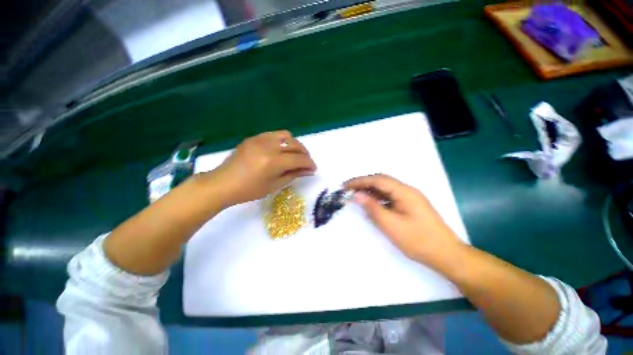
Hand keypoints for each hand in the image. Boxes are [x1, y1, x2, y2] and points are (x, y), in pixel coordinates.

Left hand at [209, 130, 316, 205]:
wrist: (222, 183)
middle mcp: (268, 146)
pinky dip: (283, 141)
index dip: (309, 163)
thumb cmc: (249, 190)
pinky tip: (281, 150)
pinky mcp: (254, 137)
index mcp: (273, 162)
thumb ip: (293, 175)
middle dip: (305, 154)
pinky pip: (274, 135)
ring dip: (295, 145)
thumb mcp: (274, 185)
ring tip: (295, 155)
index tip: (313, 168)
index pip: (299, 159)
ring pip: (287, 136)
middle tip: (306, 163)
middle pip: (295, 145)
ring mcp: (260, 139)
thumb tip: (309, 170)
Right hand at [345, 174, 463, 266]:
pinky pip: (390, 197)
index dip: (360, 181)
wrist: (446, 255)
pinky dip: (378, 198)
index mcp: (405, 192)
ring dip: (370, 191)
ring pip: (385, 189)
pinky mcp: (409, 205)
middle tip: (348, 190)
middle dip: (364, 184)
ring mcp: (409, 198)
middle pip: (382, 181)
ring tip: (356, 196)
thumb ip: (373, 208)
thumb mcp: (391, 225)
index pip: (378, 180)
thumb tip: (356, 195)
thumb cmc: (419, 241)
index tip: (345, 186)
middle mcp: (407, 190)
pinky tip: (371, 204)